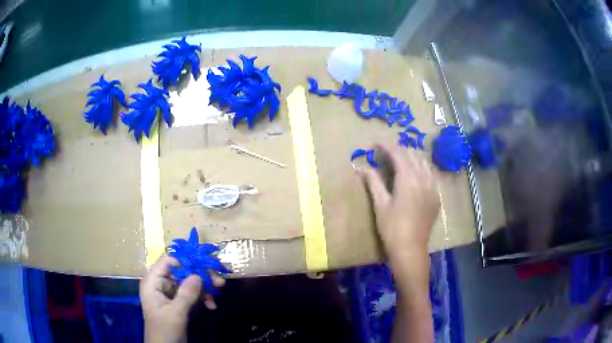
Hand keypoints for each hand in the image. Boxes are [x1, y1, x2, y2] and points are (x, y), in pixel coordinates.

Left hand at [140, 254, 225, 342]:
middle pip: (181, 272)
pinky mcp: (177, 303)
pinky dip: (201, 298)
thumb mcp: (175, 313)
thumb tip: (198, 275)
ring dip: (203, 289)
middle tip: (219, 282)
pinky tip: (211, 306)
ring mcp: (169, 294)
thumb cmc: (165, 330)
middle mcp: (160, 284)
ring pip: (188, 283)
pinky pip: (190, 295)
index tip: (205, 265)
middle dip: (200, 277)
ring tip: (218, 294)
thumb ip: (186, 294)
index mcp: (153, 282)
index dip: (185, 261)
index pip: (168, 262)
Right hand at [361, 144, 437, 342]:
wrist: (410, 249)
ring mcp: (433, 187)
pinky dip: (421, 169)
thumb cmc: (392, 228)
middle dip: (398, 150)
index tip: (374, 144)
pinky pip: (430, 174)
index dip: (385, 146)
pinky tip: (414, 176)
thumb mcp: (380, 204)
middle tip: (384, 153)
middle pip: (412, 154)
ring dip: (410, 157)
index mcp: (408, 178)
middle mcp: (424, 178)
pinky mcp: (436, 196)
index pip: (397, 153)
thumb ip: (373, 182)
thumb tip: (362, 167)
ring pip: (423, 162)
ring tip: (398, 161)